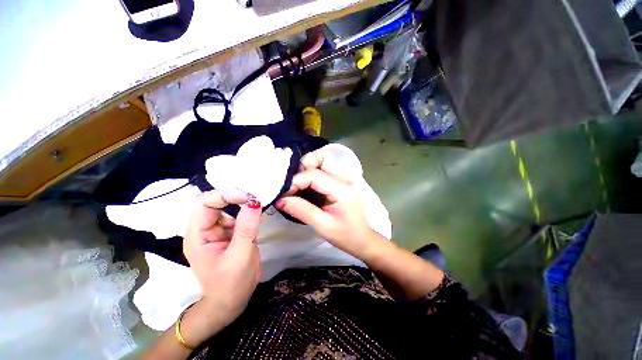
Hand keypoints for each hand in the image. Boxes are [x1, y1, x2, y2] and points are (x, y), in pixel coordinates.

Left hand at [182, 189, 261, 341]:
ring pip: (225, 207)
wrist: (231, 303)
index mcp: (197, 237)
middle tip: (254, 199)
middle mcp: (203, 230)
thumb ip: (246, 228)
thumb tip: (254, 202)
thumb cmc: (232, 285)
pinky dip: (246, 211)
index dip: (224, 195)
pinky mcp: (228, 233)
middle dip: (232, 196)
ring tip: (257, 205)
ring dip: (240, 203)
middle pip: (212, 202)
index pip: (202, 204)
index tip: (248, 198)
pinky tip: (255, 214)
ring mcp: (216, 231)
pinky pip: (235, 216)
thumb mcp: (240, 256)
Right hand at [276, 146, 383, 259]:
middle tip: (293, 185)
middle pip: (322, 157)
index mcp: (342, 189)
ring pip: (323, 160)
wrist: (362, 239)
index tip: (284, 194)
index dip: (295, 181)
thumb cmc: (345, 235)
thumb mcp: (322, 226)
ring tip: (298, 185)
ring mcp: (344, 177)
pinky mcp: (341, 180)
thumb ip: (301, 210)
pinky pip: (324, 168)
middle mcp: (345, 178)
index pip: (314, 175)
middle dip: (303, 166)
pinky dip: (311, 173)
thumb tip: (280, 199)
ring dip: (307, 168)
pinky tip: (305, 186)